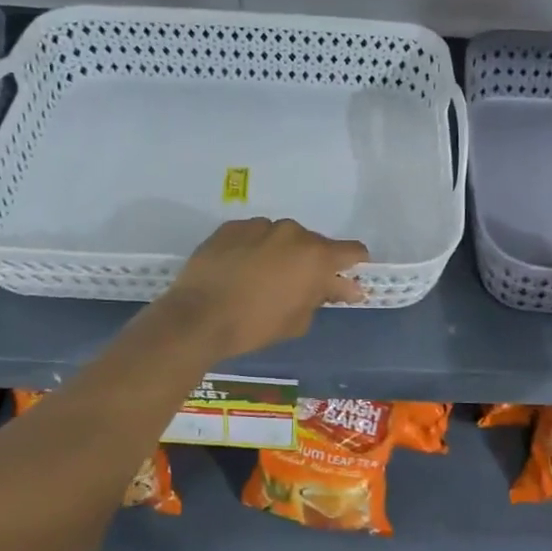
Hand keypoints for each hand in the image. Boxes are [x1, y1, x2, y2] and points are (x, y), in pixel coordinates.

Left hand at [156, 218, 368, 361]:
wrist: (198, 317)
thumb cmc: (255, 325)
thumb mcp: (299, 320)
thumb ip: (324, 296)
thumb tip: (345, 287)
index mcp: (316, 255)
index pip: (353, 250)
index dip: (353, 265)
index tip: (344, 280)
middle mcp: (292, 232)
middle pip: (314, 244)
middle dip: (311, 262)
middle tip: (295, 286)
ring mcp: (259, 225)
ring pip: (282, 237)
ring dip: (281, 253)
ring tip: (260, 278)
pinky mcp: (231, 227)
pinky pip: (253, 235)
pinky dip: (253, 249)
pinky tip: (238, 270)